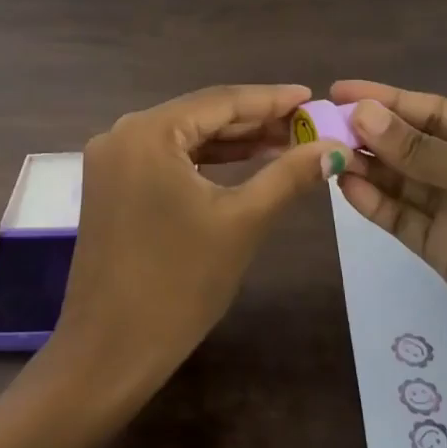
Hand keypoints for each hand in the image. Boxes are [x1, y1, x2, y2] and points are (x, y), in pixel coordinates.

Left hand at [47, 84, 342, 404]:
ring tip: (286, 142)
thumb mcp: (242, 222)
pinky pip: (167, 160)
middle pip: (200, 116)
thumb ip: (288, 175)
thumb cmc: (179, 283)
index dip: (269, 99)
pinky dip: (205, 162)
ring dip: (232, 142)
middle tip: (305, 124)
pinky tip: (244, 163)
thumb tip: (335, 147)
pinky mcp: (111, 187)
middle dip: (254, 120)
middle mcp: (122, 134)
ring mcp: (112, 161)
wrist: (111, 351)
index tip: (310, 96)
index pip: (219, 101)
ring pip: (184, 138)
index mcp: (147, 132)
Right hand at [330, 80, 446, 381]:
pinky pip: (401, 217)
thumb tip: (362, 113)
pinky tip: (347, 188)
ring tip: (326, 155)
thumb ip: (420, 151)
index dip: (386, 99)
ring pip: (400, 180)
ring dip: (366, 167)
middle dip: (369, 134)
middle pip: (410, 144)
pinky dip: (374, 203)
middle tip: (320, 126)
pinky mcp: (441, 248)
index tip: (339, 90)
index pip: (430, 111)